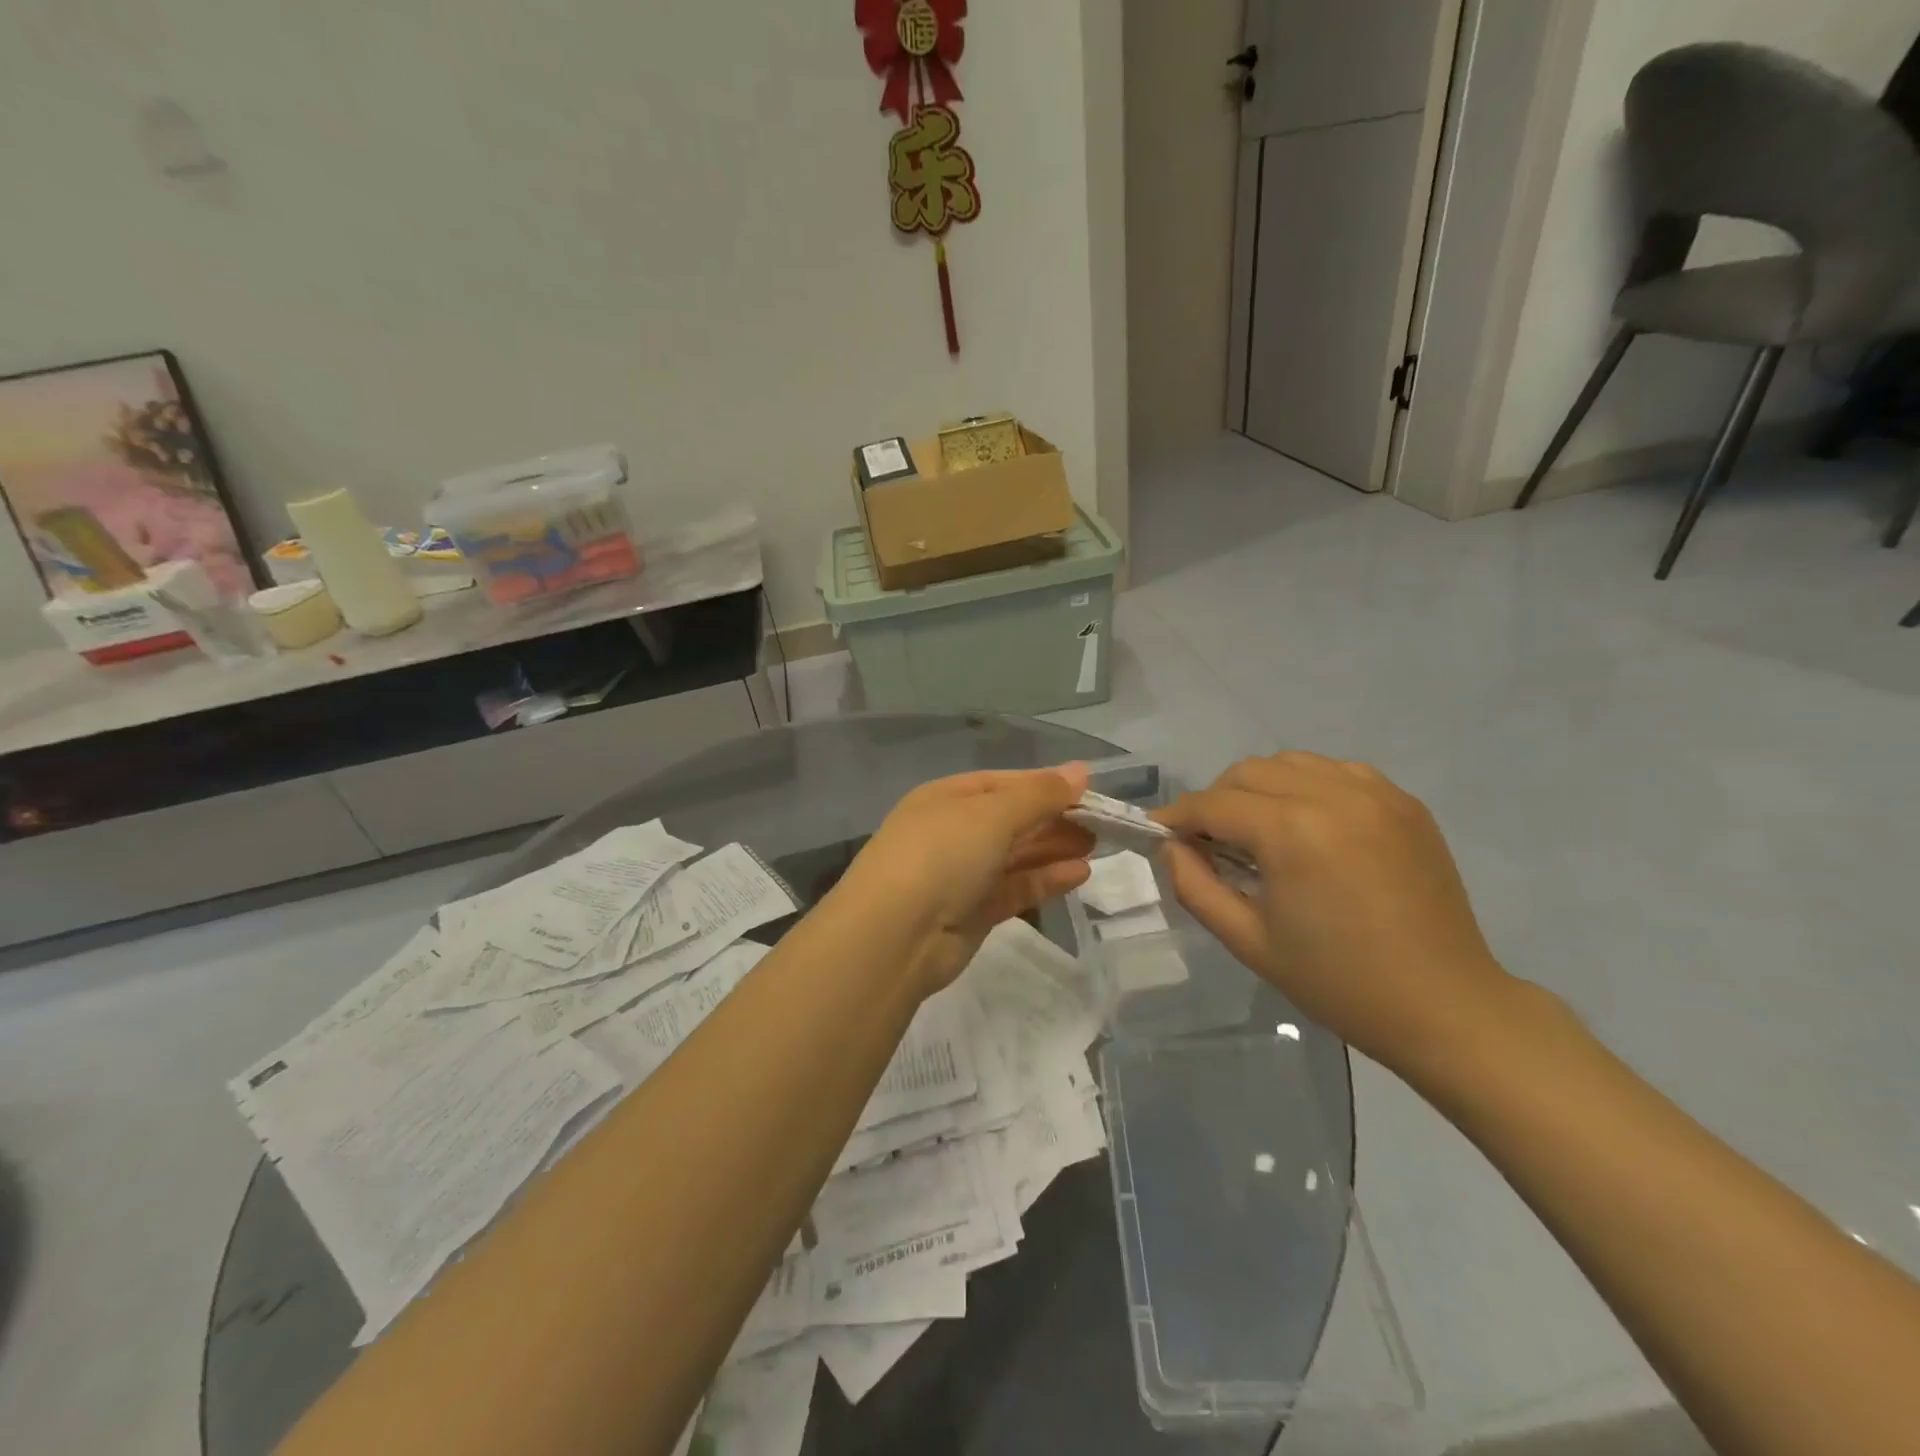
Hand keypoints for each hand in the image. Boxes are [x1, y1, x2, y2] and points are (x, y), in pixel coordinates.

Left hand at [837, 765, 1093, 993]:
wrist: (896, 934)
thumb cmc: (942, 854)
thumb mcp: (993, 813)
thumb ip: (1039, 794)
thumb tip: (1080, 771)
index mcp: (947, 797)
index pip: (1004, 783)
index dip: (1046, 785)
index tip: (1090, 790)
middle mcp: (953, 832)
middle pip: (1013, 820)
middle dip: (1055, 819)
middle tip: (1103, 822)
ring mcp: (962, 875)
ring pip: (1016, 856)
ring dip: (1055, 849)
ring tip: (1098, 845)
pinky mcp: (973, 913)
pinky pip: (1016, 889)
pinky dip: (1045, 880)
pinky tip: (1080, 874)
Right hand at [1156, 753, 1512, 1075]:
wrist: (1444, 1006)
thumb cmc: (1338, 981)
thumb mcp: (1248, 940)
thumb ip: (1194, 885)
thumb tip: (1171, 847)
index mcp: (1292, 830)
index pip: (1213, 803)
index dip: (1178, 816)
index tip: (1159, 833)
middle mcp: (1333, 794)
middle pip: (1248, 772)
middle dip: (1217, 801)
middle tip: (1211, 843)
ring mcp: (1376, 793)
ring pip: (1291, 762)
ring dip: (1260, 787)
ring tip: (1260, 832)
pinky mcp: (1404, 802)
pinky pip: (1336, 772)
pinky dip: (1307, 786)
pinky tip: (1309, 825)